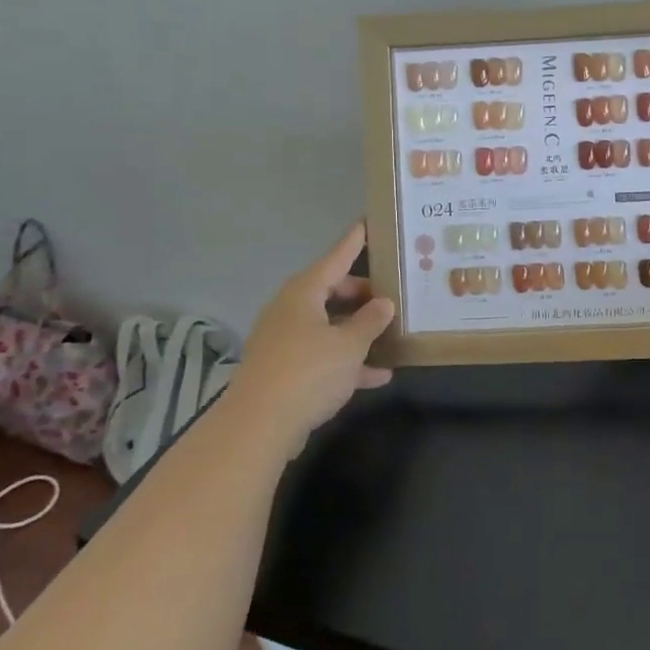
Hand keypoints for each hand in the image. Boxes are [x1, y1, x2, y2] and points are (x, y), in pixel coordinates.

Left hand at [227, 222, 395, 452]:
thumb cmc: (308, 372)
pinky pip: (322, 355)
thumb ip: (370, 322)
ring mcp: (285, 341)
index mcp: (304, 294)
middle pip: (331, 292)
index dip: (352, 243)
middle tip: (390, 295)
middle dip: (361, 294)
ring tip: (390, 333)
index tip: (365, 224)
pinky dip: (347, 360)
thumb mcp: (349, 345)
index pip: (335, 259)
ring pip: (328, 326)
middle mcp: (291, 311)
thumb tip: (383, 303)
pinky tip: (378, 376)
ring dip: (357, 330)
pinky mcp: (284, 370)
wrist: (258, 425)